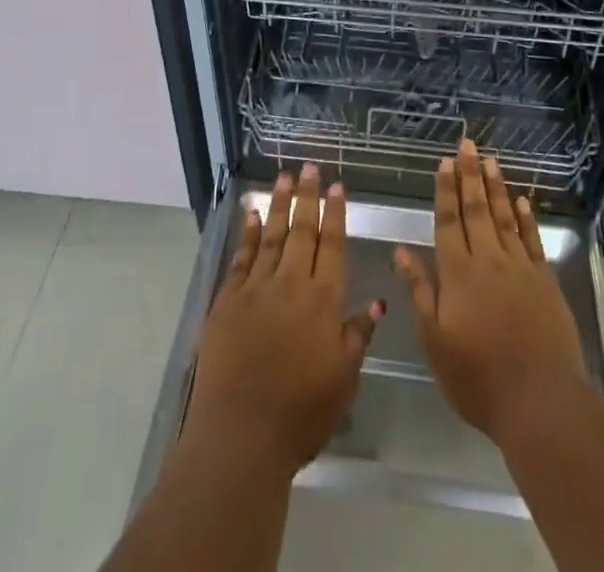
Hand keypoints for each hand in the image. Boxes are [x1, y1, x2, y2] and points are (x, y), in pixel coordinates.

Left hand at [185, 164, 386, 473]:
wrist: (241, 436)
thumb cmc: (302, 413)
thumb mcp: (344, 379)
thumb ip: (358, 334)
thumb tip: (376, 300)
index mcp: (323, 301)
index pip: (332, 245)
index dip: (336, 213)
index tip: (337, 185)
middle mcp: (291, 284)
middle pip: (302, 231)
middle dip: (307, 196)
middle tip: (309, 167)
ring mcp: (256, 289)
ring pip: (270, 235)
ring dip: (278, 204)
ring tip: (283, 177)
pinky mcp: (227, 301)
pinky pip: (240, 257)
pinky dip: (246, 234)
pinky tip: (249, 215)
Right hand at [395, 141, 591, 445]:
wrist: (540, 402)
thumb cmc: (478, 377)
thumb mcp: (435, 340)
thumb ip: (419, 291)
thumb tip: (400, 250)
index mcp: (457, 273)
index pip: (448, 221)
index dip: (445, 190)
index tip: (444, 161)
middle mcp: (488, 260)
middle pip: (477, 209)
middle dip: (470, 175)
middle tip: (468, 144)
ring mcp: (519, 268)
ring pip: (504, 217)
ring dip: (496, 187)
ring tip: (491, 160)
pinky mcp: (545, 282)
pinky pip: (532, 240)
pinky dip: (526, 219)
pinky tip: (521, 201)